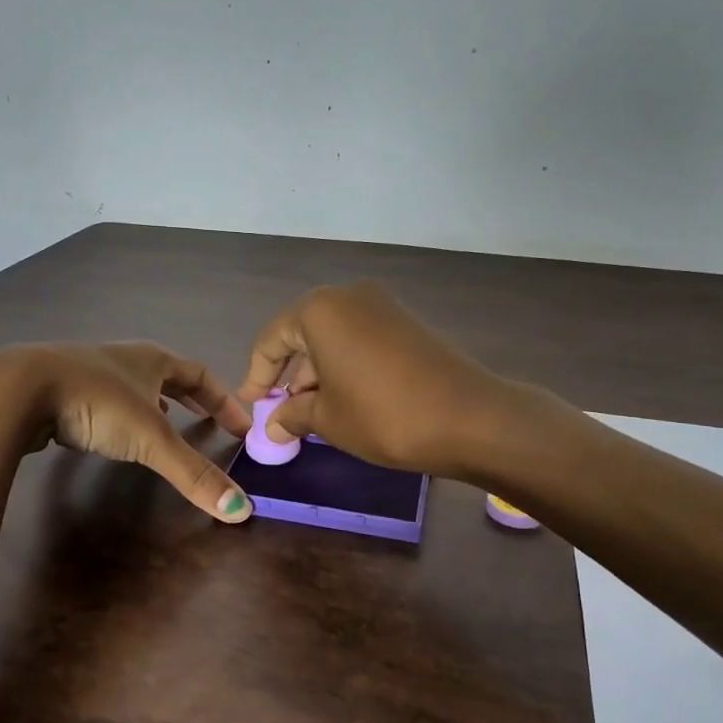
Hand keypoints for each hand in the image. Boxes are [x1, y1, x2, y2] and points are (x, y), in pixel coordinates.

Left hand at [19, 341, 256, 521]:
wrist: (20, 389)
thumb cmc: (97, 402)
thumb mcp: (150, 439)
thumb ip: (193, 473)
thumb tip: (241, 511)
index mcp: (153, 360)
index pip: (201, 375)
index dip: (224, 400)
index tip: (242, 425)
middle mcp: (126, 360)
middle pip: (170, 376)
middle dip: (194, 399)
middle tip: (213, 421)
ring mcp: (92, 371)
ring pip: (136, 386)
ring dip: (157, 404)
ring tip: (169, 424)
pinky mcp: (64, 389)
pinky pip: (107, 401)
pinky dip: (124, 415)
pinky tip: (116, 433)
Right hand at [236, 281, 510, 480]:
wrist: (470, 418)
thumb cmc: (383, 415)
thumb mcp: (328, 419)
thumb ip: (292, 415)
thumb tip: (273, 425)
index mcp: (319, 310)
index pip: (272, 340)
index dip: (256, 376)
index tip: (252, 406)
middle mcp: (348, 296)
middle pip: (303, 335)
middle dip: (290, 376)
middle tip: (282, 415)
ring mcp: (382, 307)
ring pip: (333, 338)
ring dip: (318, 375)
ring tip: (313, 416)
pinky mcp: (407, 324)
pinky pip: (360, 341)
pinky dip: (345, 367)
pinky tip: (346, 401)